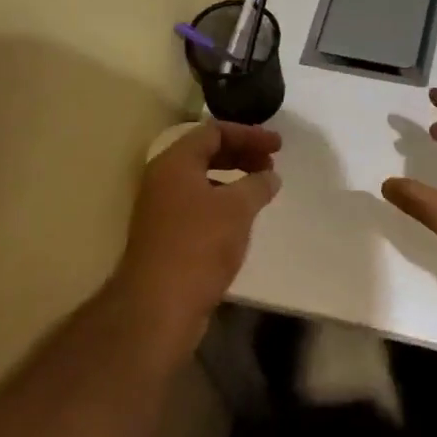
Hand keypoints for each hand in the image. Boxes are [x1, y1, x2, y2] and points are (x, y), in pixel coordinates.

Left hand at [114, 121, 280, 335]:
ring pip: (201, 181)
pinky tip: (241, 220)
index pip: (213, 131)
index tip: (278, 146)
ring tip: (260, 191)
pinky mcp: (165, 237)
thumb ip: (257, 185)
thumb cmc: (199, 245)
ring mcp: (161, 209)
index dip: (248, 134)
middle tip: (270, 164)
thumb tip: (269, 176)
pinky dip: (222, 203)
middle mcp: (163, 180)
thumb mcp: (237, 208)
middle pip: (205, 153)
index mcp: (175, 162)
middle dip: (241, 154)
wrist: (158, 305)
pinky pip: (198, 205)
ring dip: (233, 179)